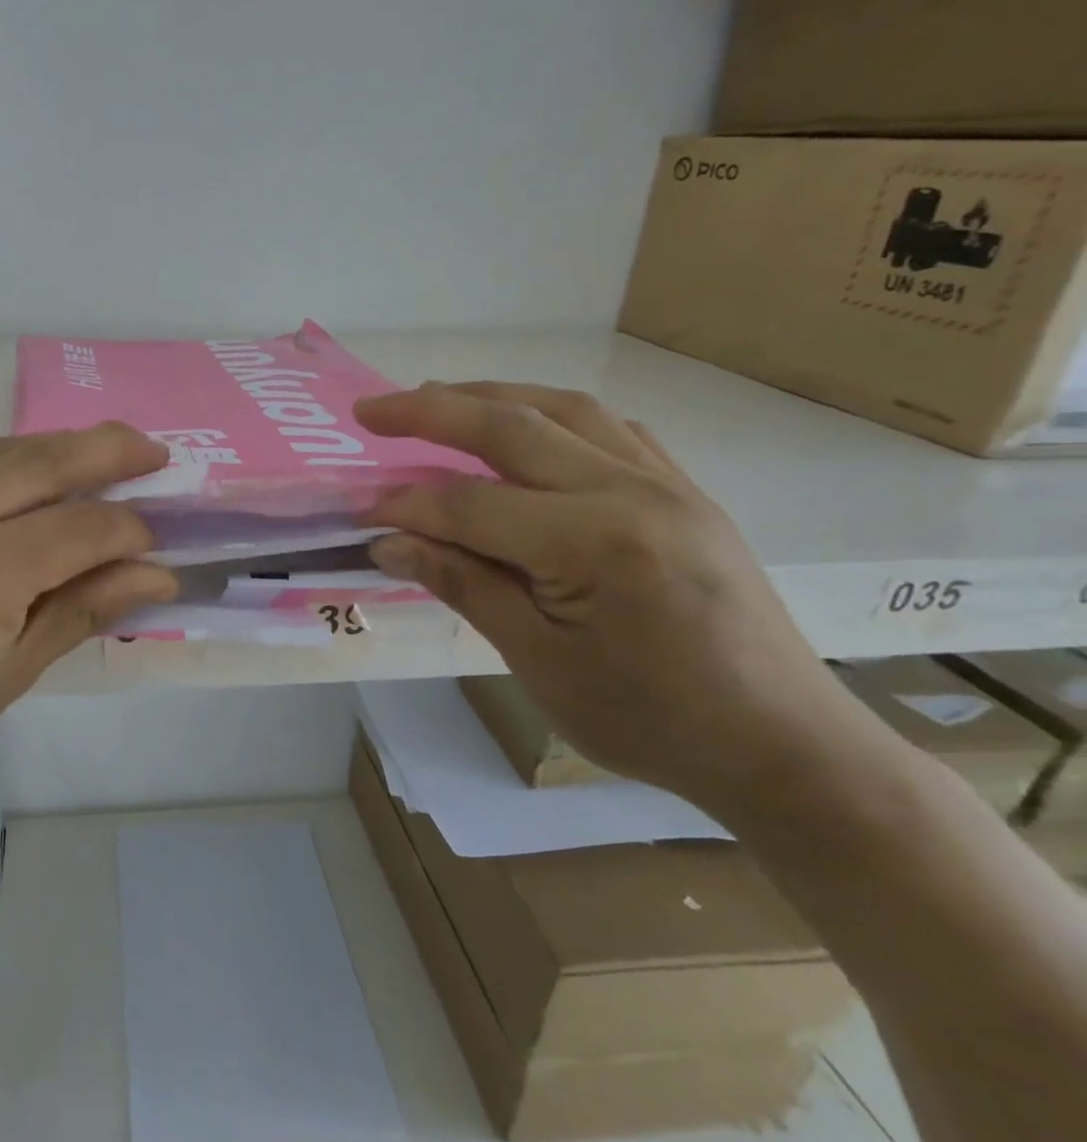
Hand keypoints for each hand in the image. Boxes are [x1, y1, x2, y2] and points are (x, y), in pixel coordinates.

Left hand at [0, 425, 176, 800]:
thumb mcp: (9, 678)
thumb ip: (83, 611)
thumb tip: (157, 574)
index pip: (83, 527)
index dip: (130, 529)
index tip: (157, 542)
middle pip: (46, 461)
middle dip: (110, 450)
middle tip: (154, 453)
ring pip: (3, 446)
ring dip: (59, 447)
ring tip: (102, 455)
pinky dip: (6, 455)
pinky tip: (27, 469)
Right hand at [355, 383, 871, 813]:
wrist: (783, 745)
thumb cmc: (650, 719)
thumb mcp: (538, 661)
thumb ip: (462, 584)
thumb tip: (388, 541)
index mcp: (595, 543)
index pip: (471, 503)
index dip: (406, 504)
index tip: (359, 512)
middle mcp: (633, 491)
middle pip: (512, 428)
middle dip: (431, 410)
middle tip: (370, 409)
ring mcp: (667, 483)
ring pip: (562, 409)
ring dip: (489, 396)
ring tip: (434, 398)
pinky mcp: (684, 490)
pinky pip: (608, 427)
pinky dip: (550, 415)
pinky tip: (524, 428)